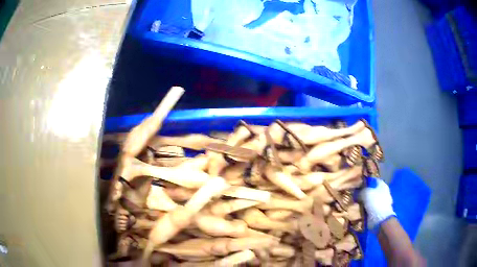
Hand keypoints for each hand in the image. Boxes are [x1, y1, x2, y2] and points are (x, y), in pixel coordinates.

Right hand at [359, 177, 395, 229]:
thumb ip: (361, 190)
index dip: (365, 181)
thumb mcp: (366, 193)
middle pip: (371, 190)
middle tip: (354, 195)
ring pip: (369, 200)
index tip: (357, 184)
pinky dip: (364, 209)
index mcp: (382, 185)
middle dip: (363, 193)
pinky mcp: (377, 211)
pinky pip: (368, 208)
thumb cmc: (375, 203)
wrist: (380, 219)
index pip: (373, 180)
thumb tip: (356, 191)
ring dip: (363, 202)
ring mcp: (380, 202)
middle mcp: (382, 192)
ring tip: (355, 203)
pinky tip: (358, 210)